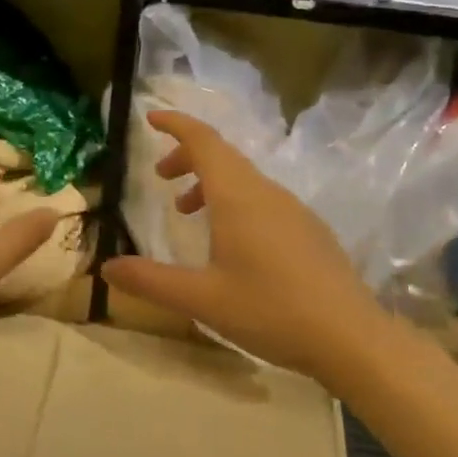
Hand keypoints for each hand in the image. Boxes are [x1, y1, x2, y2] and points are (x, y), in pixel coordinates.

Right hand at [100, 111, 386, 383]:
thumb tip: (107, 267)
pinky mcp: (309, 231)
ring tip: (187, 212)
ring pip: (245, 180)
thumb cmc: (270, 311)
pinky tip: (231, 243)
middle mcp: (267, 193)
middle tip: (161, 177)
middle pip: (223, 157)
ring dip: (211, 183)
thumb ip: (150, 280)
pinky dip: (235, 202)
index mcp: (239, 198)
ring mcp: (294, 211)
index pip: (204, 142)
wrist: (351, 337)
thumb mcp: (201, 299)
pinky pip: (263, 199)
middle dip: (188, 157)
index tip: (151, 118)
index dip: (176, 125)